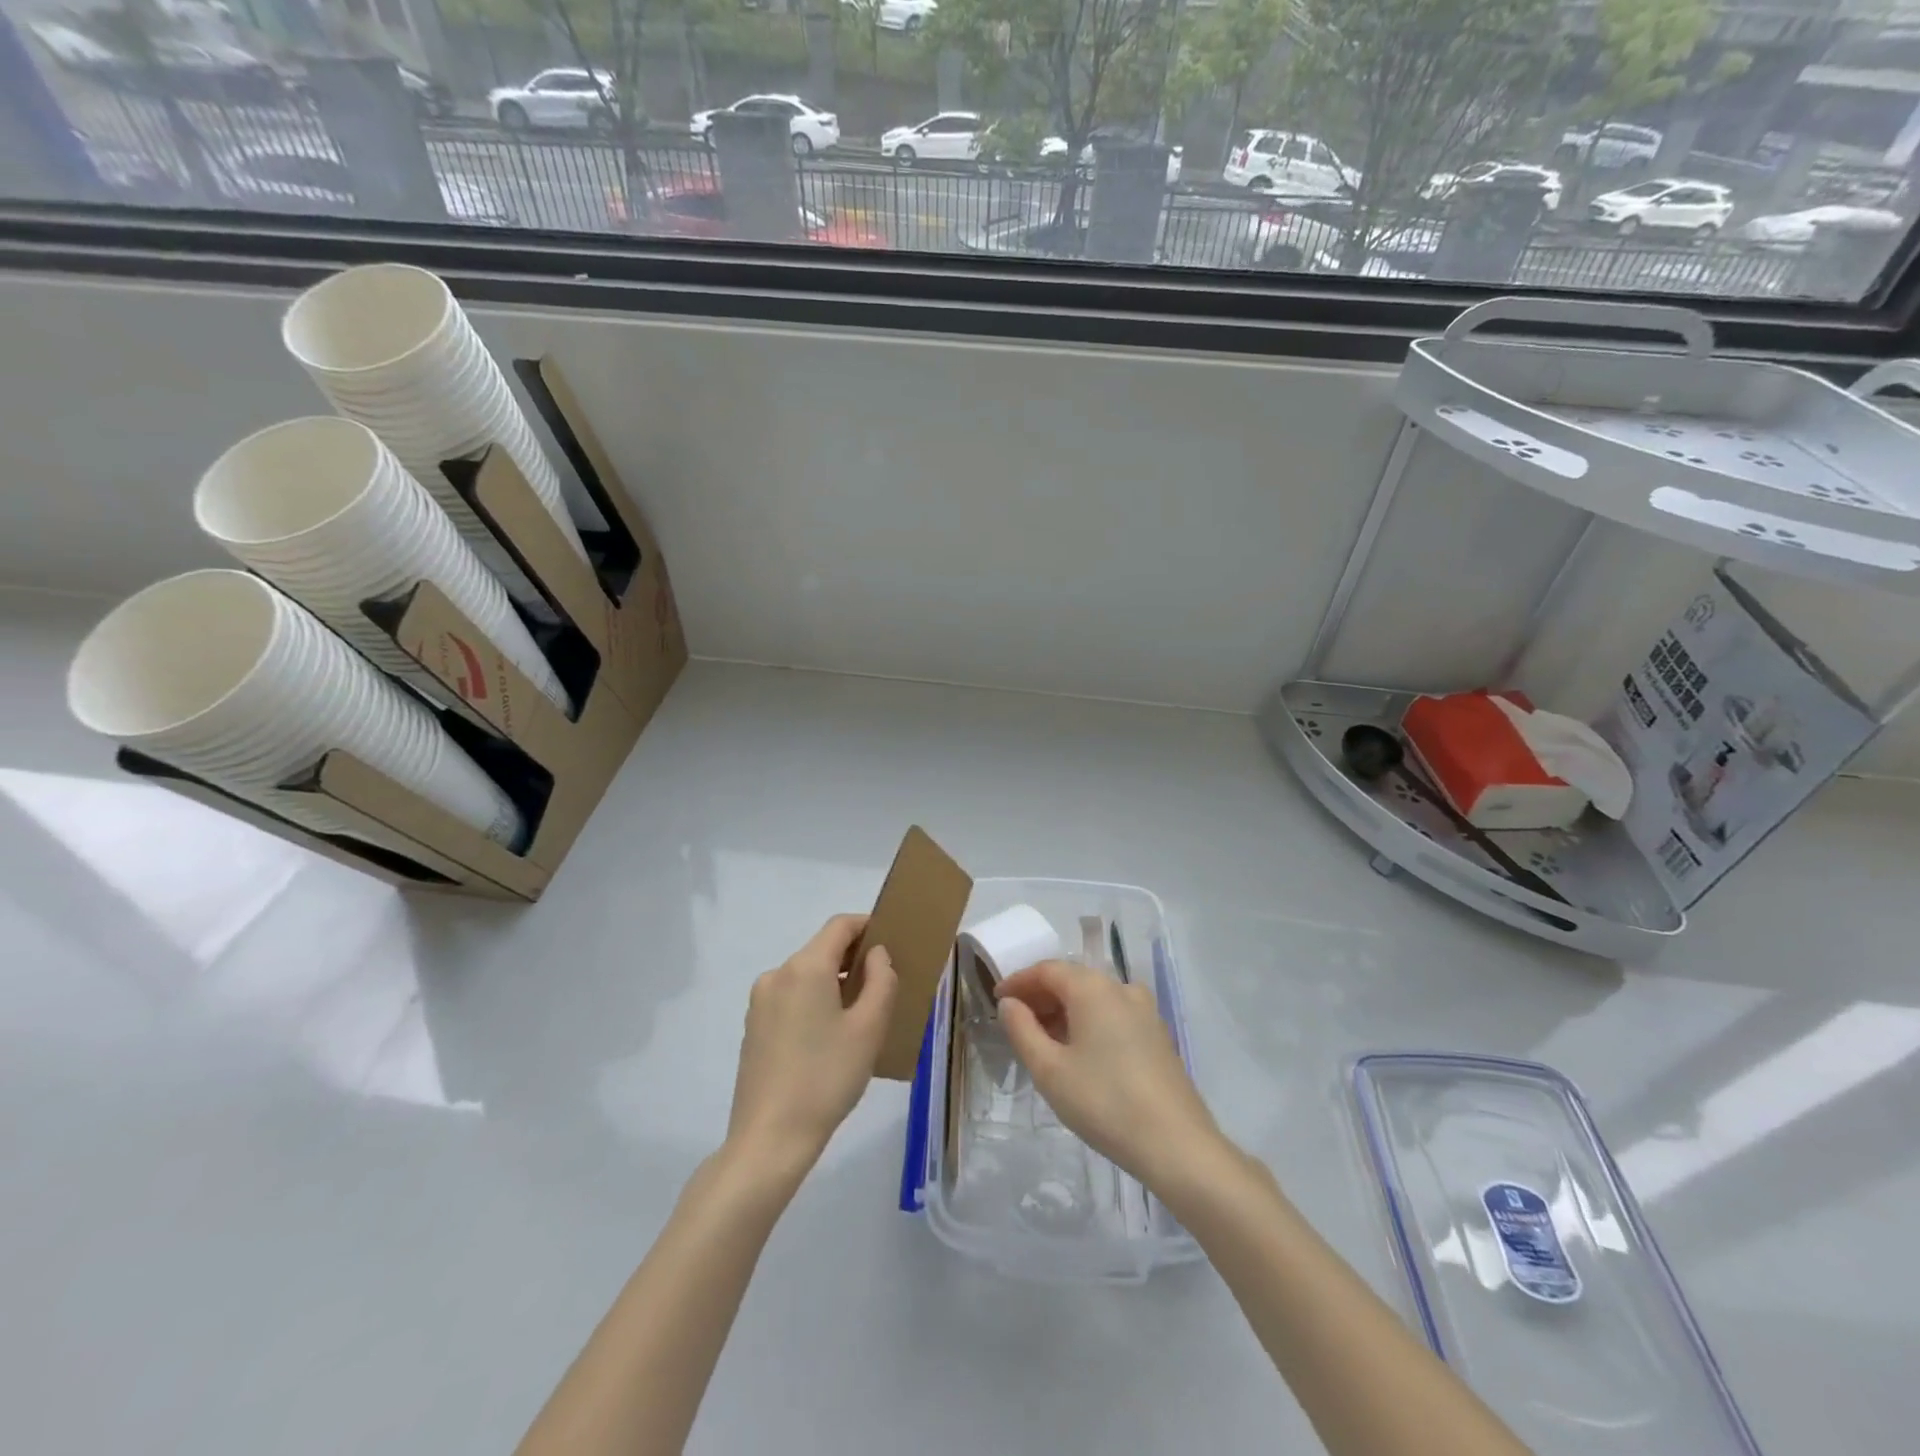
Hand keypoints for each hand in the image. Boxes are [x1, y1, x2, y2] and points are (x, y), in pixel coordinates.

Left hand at [726, 915, 897, 1175]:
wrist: (770, 1138)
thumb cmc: (827, 1078)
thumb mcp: (869, 1028)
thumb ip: (881, 980)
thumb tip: (876, 955)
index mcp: (805, 967)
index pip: (840, 925)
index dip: (868, 926)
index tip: (892, 942)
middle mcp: (777, 974)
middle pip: (821, 949)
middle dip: (853, 957)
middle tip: (883, 983)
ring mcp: (760, 1001)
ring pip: (806, 975)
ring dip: (834, 981)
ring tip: (860, 1014)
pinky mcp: (753, 1026)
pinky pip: (791, 997)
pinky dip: (814, 1001)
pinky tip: (829, 1037)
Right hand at [995, 959, 1224, 1190]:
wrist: (1177, 1145)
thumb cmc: (1104, 1102)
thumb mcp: (1049, 1070)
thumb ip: (1022, 1030)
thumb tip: (1010, 1003)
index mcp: (1093, 987)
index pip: (1047, 970)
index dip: (1018, 981)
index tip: (996, 1000)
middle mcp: (1121, 988)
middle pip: (1072, 980)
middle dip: (1040, 997)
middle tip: (1015, 1022)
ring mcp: (1145, 1011)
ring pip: (1094, 998)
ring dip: (1064, 1011)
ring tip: (1042, 1041)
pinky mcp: (1157, 1035)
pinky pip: (1113, 1015)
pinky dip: (1088, 1023)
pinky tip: (1078, 1053)